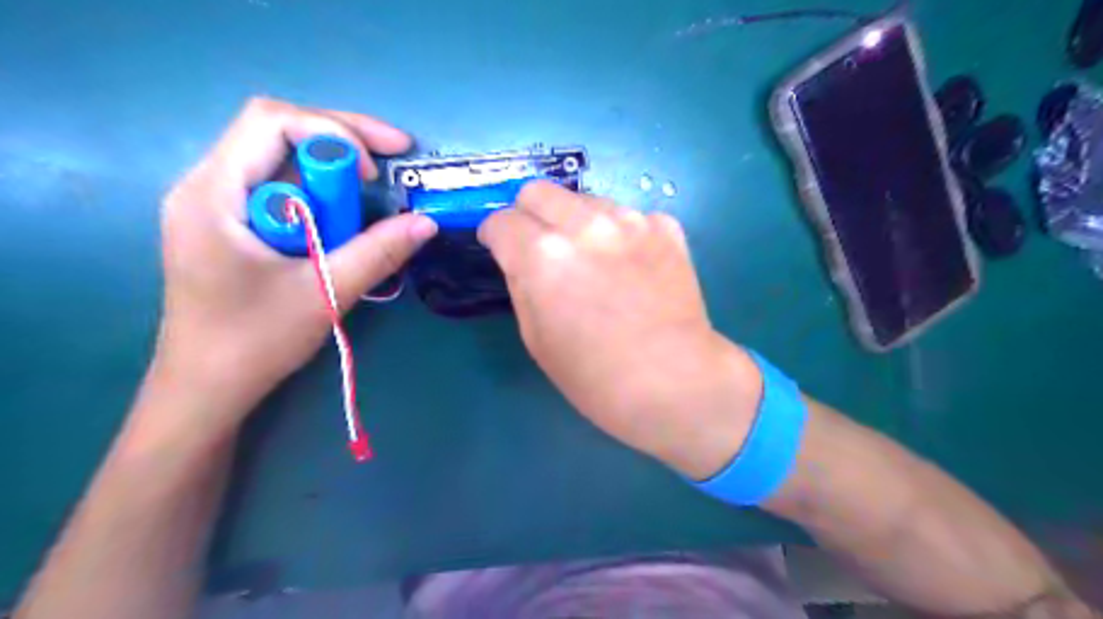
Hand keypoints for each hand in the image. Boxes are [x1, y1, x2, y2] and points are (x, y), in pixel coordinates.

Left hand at [151, 96, 437, 435]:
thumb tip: (427, 222)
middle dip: (341, 139)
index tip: (376, 171)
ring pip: (281, 159)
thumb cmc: (255, 342)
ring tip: (374, 190)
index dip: (333, 131)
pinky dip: (320, 193)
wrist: (207, 388)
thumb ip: (378, 252)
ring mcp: (217, 204)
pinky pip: (281, 188)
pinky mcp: (232, 224)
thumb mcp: (325, 293)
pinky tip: (344, 216)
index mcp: (214, 194)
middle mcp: (208, 185)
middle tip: (394, 156)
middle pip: (277, 132)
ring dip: (332, 169)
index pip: (271, 122)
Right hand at [484, 182, 768, 477]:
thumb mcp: (536, 338)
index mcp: (543, 255)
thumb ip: (520, 284)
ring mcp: (630, 221)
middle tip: (538, 246)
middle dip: (528, 214)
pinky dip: (619, 233)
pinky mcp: (665, 228)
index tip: (500, 248)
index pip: (501, 220)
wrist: (674, 382)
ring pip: (584, 199)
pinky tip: (630, 265)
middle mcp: (584, 225)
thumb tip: (519, 258)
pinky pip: (628, 216)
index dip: (494, 236)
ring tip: (592, 259)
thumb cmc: (595, 376)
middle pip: (538, 190)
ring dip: (575, 222)